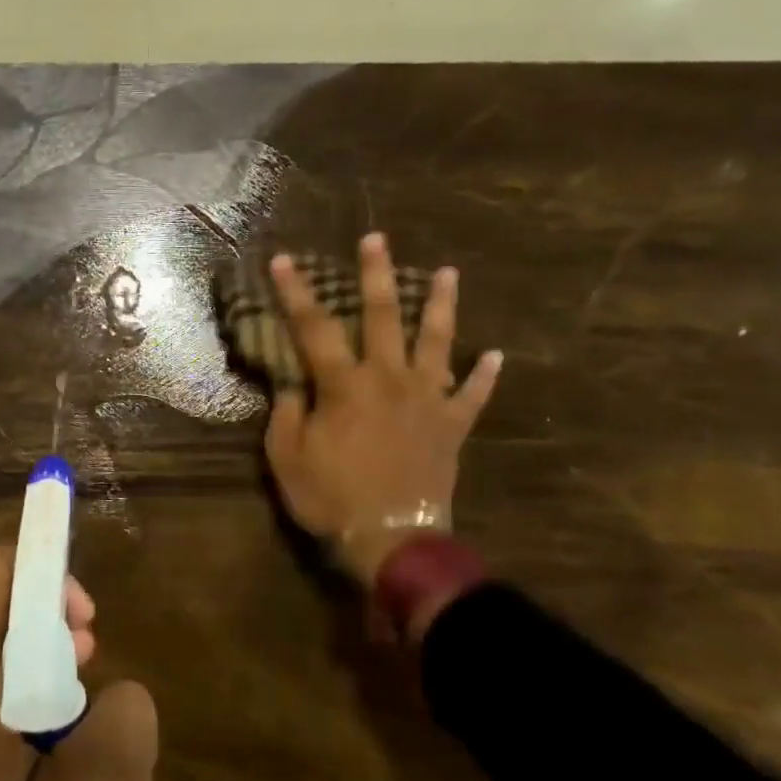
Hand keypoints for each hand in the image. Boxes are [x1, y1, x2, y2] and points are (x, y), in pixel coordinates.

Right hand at [264, 234, 501, 586]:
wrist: (393, 540)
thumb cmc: (332, 498)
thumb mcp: (287, 457)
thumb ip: (286, 413)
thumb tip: (291, 383)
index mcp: (344, 385)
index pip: (314, 327)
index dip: (296, 292)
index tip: (285, 259)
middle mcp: (389, 379)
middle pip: (383, 317)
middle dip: (378, 275)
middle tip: (378, 239)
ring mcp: (427, 400)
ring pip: (438, 342)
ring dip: (441, 306)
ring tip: (449, 273)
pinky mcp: (452, 425)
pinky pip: (473, 395)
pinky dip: (485, 376)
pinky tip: (495, 356)